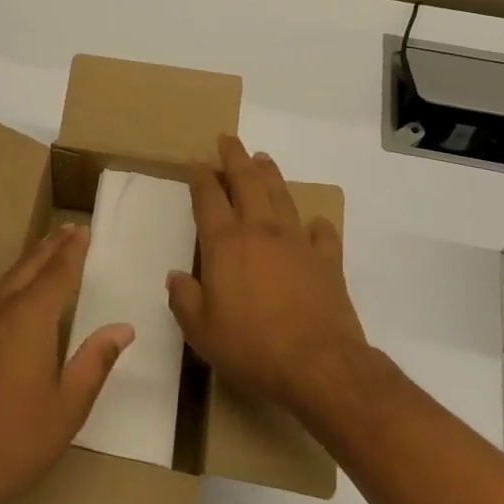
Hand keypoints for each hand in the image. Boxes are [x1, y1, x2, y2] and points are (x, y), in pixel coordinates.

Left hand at [0, 225, 132, 503]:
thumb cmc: (15, 439)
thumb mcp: (68, 405)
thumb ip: (95, 361)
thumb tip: (122, 328)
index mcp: (28, 318)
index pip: (57, 273)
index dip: (72, 251)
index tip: (84, 230)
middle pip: (28, 267)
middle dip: (50, 247)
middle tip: (68, 230)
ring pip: (7, 280)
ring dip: (30, 262)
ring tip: (47, 251)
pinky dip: (13, 282)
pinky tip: (17, 293)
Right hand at [168, 135, 365, 418]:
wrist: (319, 365)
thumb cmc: (251, 347)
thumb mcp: (201, 331)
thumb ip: (184, 299)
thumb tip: (176, 276)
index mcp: (225, 243)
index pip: (208, 197)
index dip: (201, 176)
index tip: (196, 160)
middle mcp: (260, 231)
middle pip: (247, 182)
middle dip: (235, 157)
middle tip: (229, 138)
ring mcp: (297, 242)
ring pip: (281, 196)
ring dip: (270, 175)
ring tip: (263, 159)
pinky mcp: (327, 261)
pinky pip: (322, 234)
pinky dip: (317, 225)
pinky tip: (315, 223)